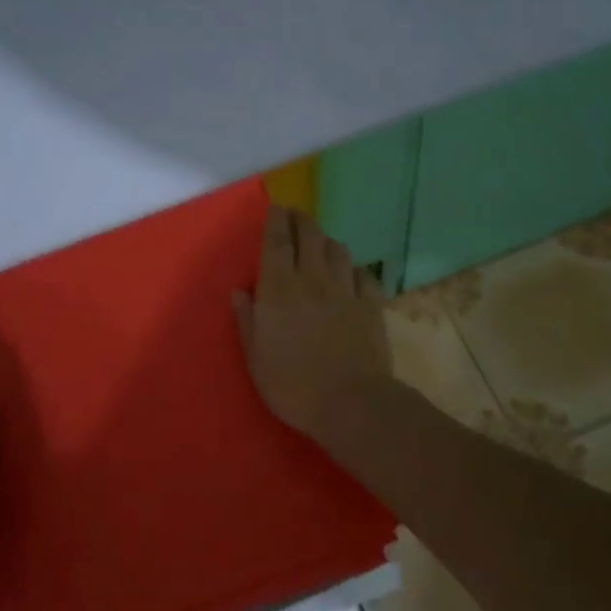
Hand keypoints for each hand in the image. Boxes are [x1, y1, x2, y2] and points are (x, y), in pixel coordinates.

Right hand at [233, 205, 391, 443]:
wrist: (350, 402)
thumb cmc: (292, 384)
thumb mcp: (255, 357)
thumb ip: (247, 320)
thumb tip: (240, 290)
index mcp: (279, 288)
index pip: (277, 241)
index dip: (276, 220)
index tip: (276, 208)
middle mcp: (312, 278)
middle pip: (309, 235)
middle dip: (301, 220)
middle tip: (296, 216)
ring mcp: (345, 289)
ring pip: (338, 250)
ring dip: (326, 241)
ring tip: (321, 243)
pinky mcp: (370, 304)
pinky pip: (363, 274)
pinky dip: (354, 269)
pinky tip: (351, 275)